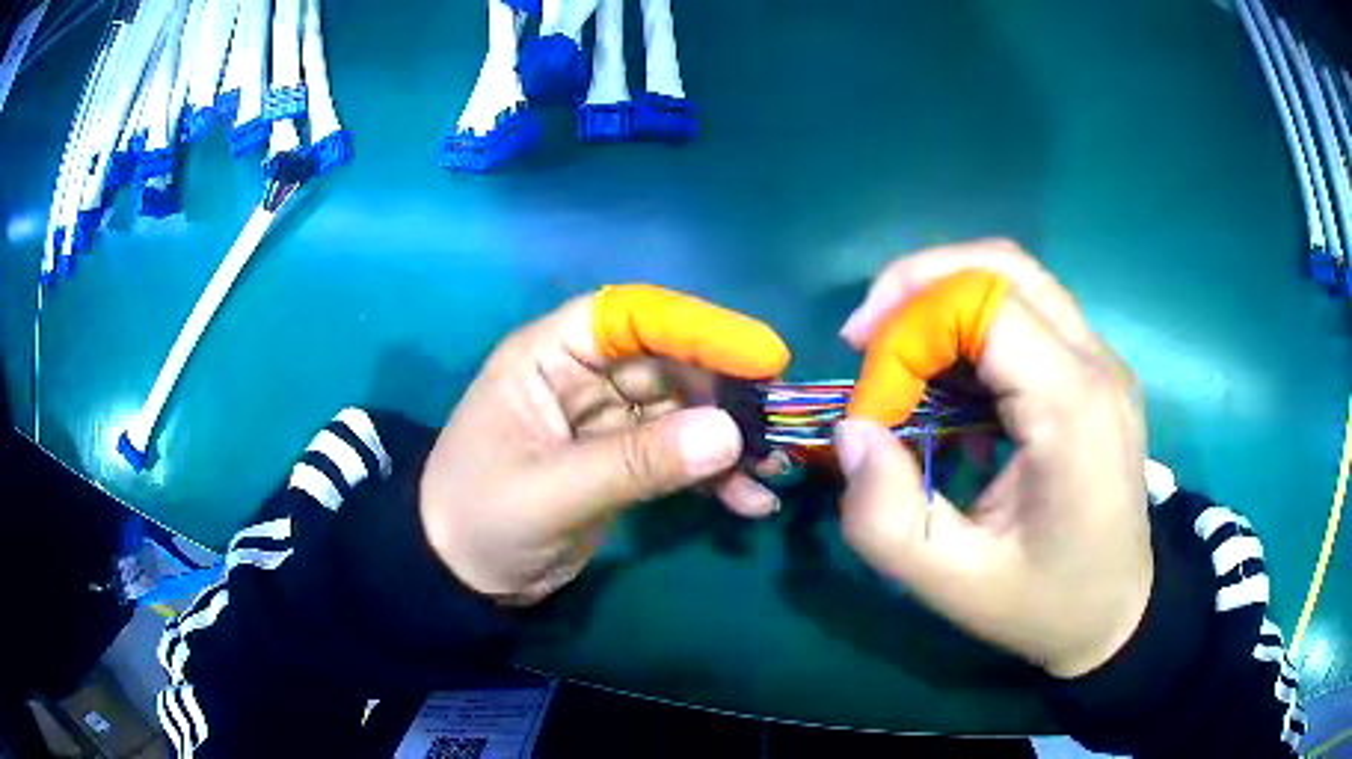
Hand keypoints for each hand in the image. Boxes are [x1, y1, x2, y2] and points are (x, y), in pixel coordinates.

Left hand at [418, 285, 789, 605]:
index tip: (761, 357)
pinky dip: (714, 475)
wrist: (461, 577)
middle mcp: (582, 376)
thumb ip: (637, 463)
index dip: (696, 328)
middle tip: (778, 426)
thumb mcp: (552, 492)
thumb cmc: (481, 520)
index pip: (629, 317)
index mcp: (548, 357)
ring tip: (772, 469)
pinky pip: (678, 454)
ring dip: (729, 438)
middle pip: (669, 363)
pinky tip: (748, 501)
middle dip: (726, 394)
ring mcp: (606, 420)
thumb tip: (730, 434)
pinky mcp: (622, 460)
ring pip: (683, 410)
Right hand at [835, 240, 1151, 677]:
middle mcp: (1096, 362)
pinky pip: (1028, 317)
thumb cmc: (1046, 605)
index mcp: (1072, 407)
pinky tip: (957, 399)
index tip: (871, 402)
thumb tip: (853, 432)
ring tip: (903, 366)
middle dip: (918, 288)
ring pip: (1014, 281)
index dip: (909, 332)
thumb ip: (886, 518)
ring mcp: (1102, 361)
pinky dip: (974, 333)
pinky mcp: (1095, 372)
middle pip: (1001, 266)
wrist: (1120, 613)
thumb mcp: (954, 584)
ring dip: (945, 305)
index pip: (983, 303)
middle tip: (867, 339)